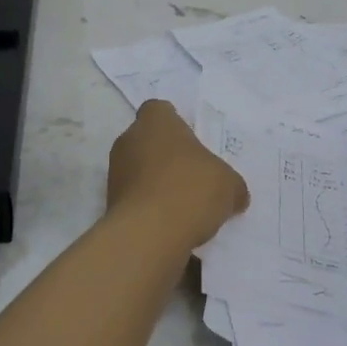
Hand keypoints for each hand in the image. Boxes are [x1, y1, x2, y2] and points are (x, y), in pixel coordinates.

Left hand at [106, 101, 248, 248]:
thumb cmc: (191, 190)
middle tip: (194, 175)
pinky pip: (135, 198)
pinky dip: (150, 207)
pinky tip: (171, 224)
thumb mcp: (229, 185)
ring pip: (139, 170)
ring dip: (157, 182)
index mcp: (156, 122)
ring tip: (185, 205)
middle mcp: (129, 140)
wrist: (149, 234)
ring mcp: (115, 172)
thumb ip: (231, 185)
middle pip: (149, 141)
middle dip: (167, 156)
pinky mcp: (110, 203)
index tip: (192, 143)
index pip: (160, 110)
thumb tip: (236, 195)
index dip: (176, 124)